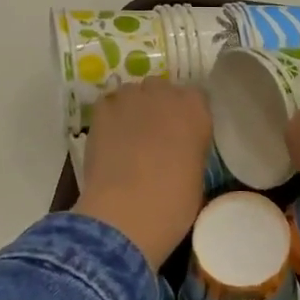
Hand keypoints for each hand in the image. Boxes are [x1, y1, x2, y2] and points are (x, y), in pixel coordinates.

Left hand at [74, 80, 211, 269]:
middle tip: (154, 133)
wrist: (128, 211)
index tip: (182, 132)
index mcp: (196, 110)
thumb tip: (180, 150)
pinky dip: (109, 116)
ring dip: (132, 108)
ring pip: (132, 92)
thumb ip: (191, 149)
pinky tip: (108, 138)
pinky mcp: (102, 109)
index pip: (195, 97)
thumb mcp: (197, 174)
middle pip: (161, 88)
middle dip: (158, 105)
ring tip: (127, 135)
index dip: (185, 115)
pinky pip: (108, 104)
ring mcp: (131, 98)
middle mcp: (165, 94)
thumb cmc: (174, 202)